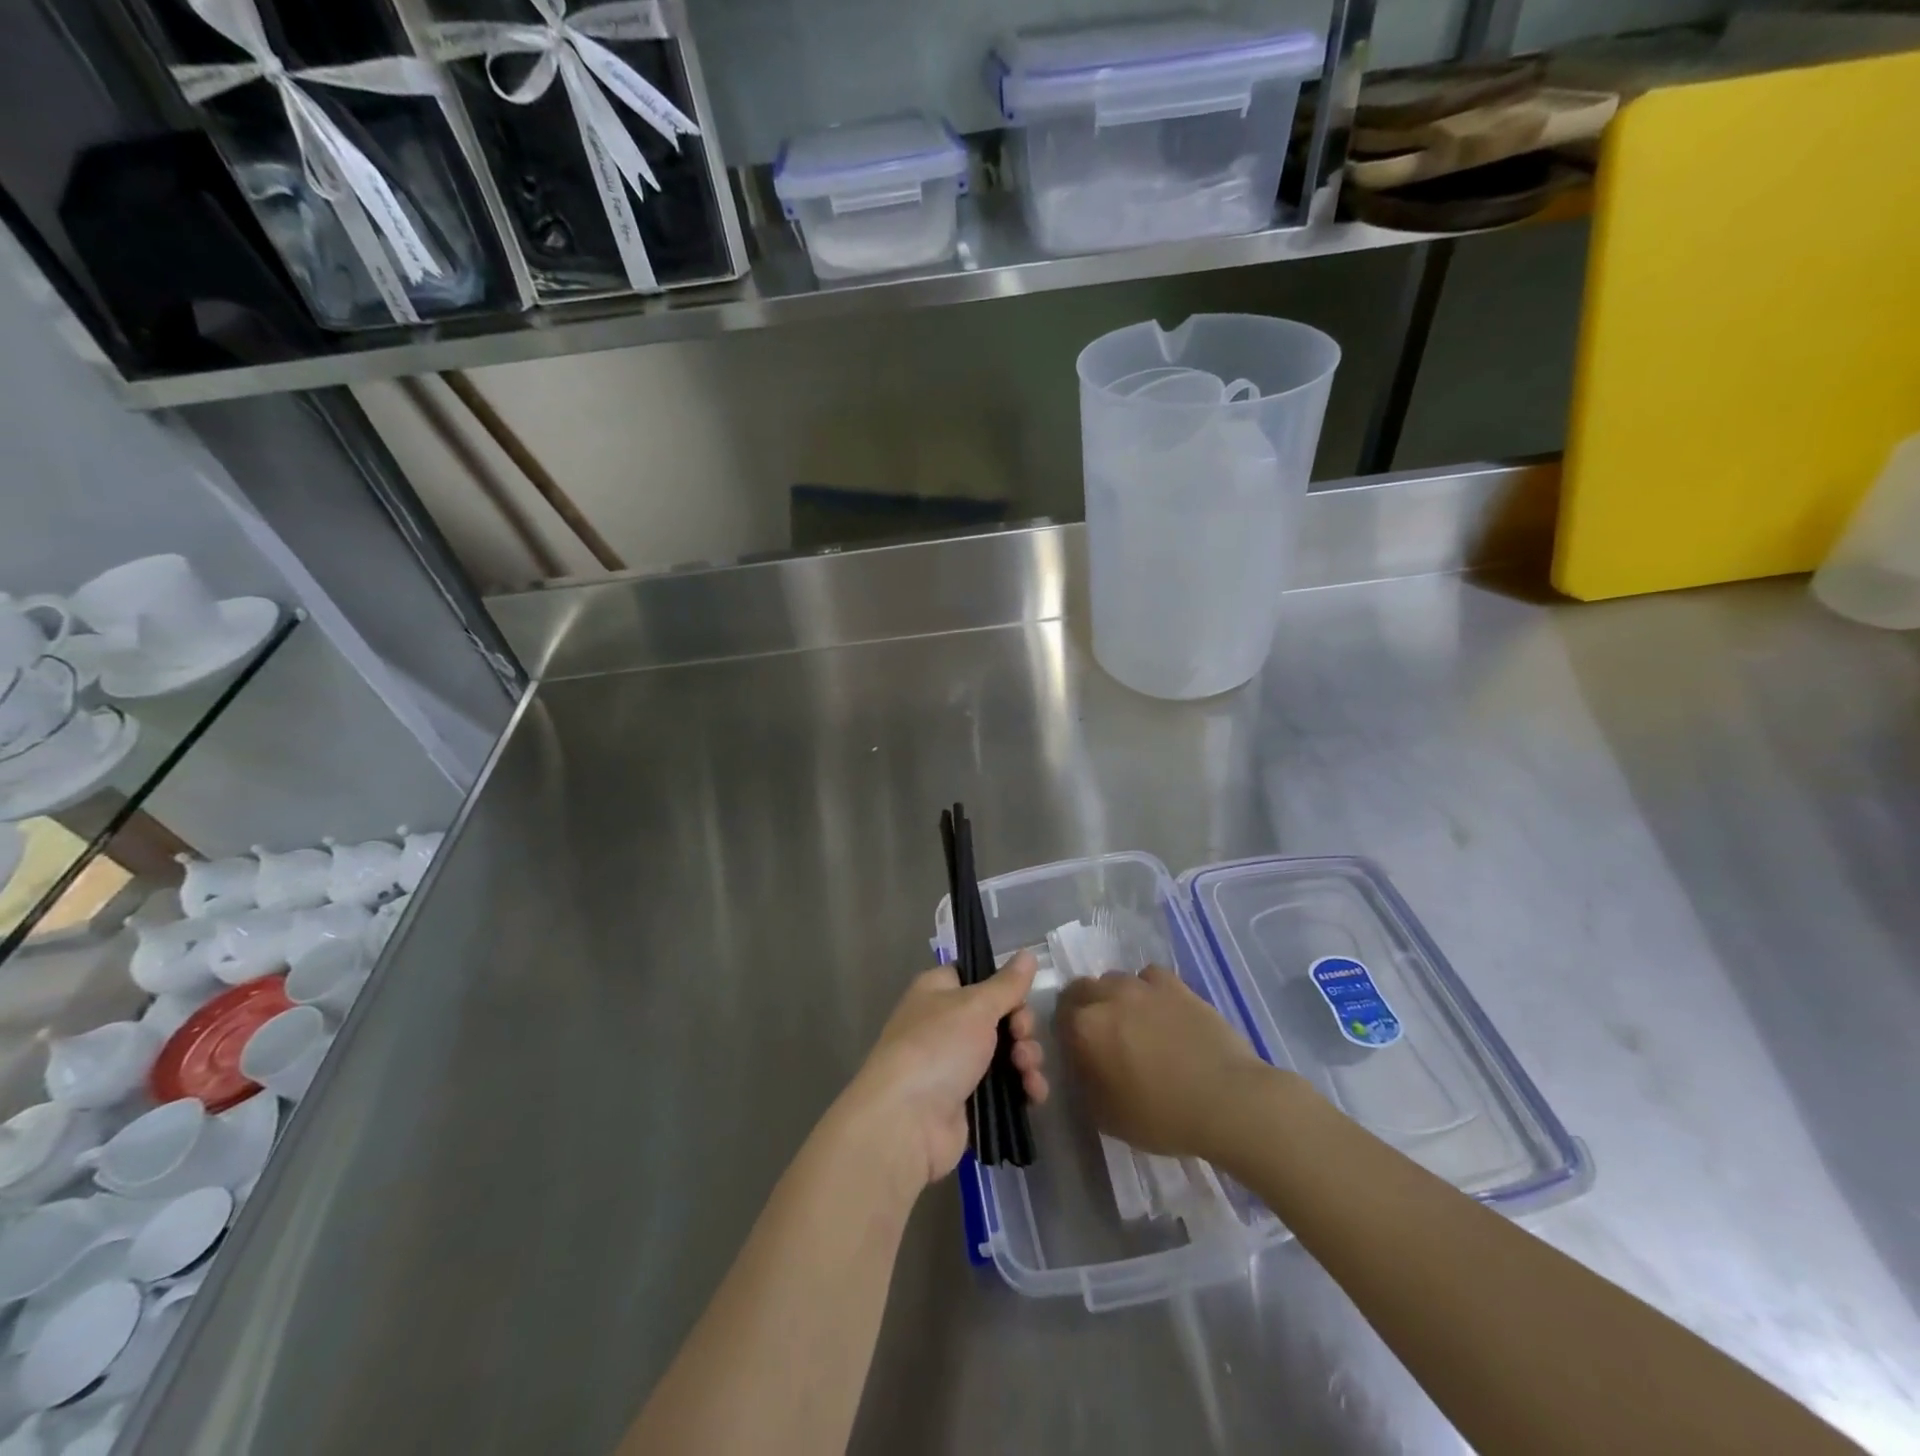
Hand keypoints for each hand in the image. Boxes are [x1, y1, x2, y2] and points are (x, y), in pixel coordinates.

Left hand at [839, 951, 1048, 1197]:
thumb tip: (1028, 952)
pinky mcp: (969, 1101)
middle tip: (1021, 1037)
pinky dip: (1024, 1087)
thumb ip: (1006, 984)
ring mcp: (957, 1064)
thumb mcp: (976, 1006)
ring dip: (1026, 1058)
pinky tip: (1034, 1094)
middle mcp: (946, 1024)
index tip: (1020, 997)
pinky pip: (1006, 1087)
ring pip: (1007, 1052)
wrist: (906, 1122)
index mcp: (939, 992)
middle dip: (1021, 1026)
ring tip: (1027, 1071)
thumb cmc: (937, 1047)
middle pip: (999, 1015)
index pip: (978, 976)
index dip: (1004, 986)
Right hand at [1055, 965, 1270, 1161]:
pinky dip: (1148, 990)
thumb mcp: (1107, 1116)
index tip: (1075, 1048)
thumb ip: (1085, 1084)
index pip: (1059, 1014)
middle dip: (1084, 1006)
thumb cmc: (1162, 1116)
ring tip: (1132, 1022)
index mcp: (1085, 1028)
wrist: (1226, 1100)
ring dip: (1115, 997)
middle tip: (1100, 1034)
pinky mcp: (1176, 985)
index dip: (1064, 1030)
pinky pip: (1149, 977)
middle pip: (1082, 988)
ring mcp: (1144, 986)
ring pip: (1115, 979)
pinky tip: (1160, 1010)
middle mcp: (1108, 997)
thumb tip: (1082, 1067)